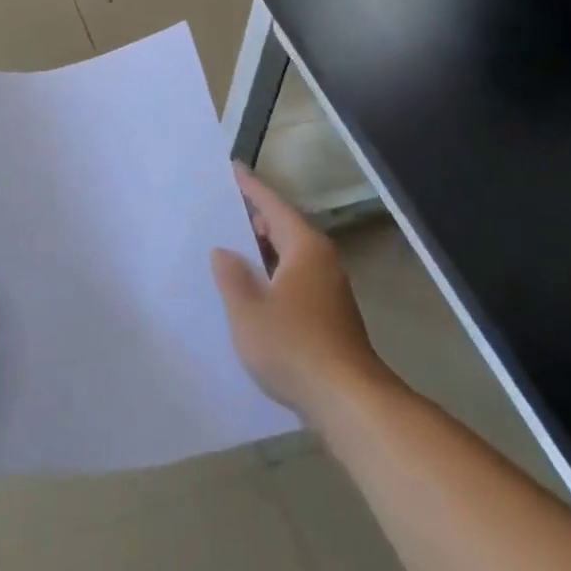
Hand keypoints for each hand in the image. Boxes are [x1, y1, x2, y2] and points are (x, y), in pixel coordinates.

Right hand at [211, 164, 384, 423]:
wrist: (348, 401)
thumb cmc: (294, 346)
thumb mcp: (248, 311)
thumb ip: (232, 277)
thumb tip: (224, 252)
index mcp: (304, 248)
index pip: (273, 206)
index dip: (251, 188)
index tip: (232, 169)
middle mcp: (321, 261)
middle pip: (284, 228)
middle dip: (254, 219)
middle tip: (221, 210)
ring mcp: (329, 290)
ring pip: (290, 256)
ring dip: (262, 251)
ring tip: (229, 248)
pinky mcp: (330, 316)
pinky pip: (294, 279)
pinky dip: (272, 275)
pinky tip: (252, 292)